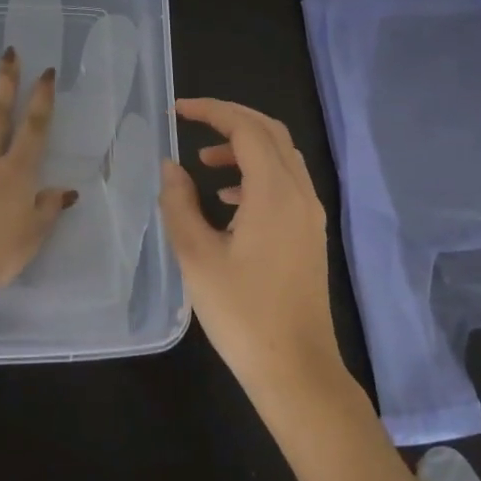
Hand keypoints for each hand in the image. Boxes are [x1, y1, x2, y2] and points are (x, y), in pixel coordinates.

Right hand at [159, 98, 345, 402]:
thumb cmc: (241, 313)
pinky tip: (227, 201)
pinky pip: (285, 183)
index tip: (177, 110)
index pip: (246, 128)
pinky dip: (255, 174)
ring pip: (281, 157)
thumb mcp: (196, 256)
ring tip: (203, 162)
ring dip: (244, 147)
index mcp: (273, 192)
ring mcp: (309, 214)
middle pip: (270, 132)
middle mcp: (299, 193)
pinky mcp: (309, 234)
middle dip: (231, 118)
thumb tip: (171, 167)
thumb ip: (179, 203)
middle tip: (192, 121)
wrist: (295, 369)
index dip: (211, 111)